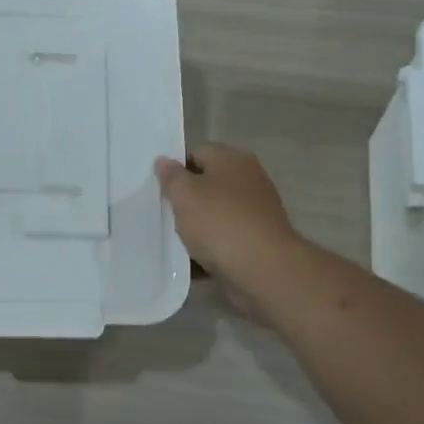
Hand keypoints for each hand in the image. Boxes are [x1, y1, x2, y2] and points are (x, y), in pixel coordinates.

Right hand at [155, 144, 303, 304]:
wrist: (264, 270)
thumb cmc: (220, 223)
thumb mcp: (185, 194)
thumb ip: (171, 177)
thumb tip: (164, 161)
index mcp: (233, 160)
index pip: (198, 152)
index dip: (176, 168)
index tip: (159, 188)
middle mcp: (248, 181)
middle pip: (208, 184)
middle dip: (185, 199)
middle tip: (163, 213)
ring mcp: (255, 213)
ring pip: (215, 214)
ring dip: (196, 226)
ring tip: (173, 240)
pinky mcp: (257, 242)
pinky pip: (225, 240)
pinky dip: (210, 248)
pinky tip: (191, 261)